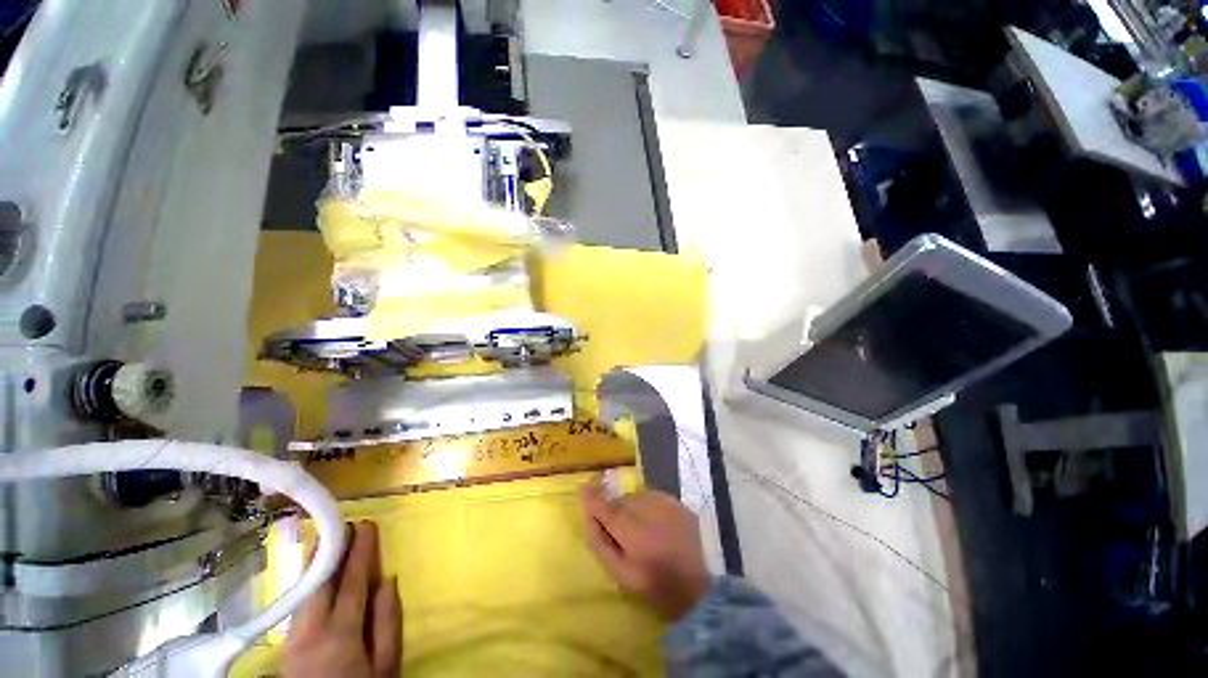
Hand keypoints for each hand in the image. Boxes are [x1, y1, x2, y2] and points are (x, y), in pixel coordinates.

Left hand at [284, 521, 401, 677]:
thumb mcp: (386, 664)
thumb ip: (387, 621)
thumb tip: (388, 579)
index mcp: (340, 634)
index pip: (351, 582)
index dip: (360, 551)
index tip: (367, 525)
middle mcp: (309, 631)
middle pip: (318, 582)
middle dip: (330, 551)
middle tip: (344, 525)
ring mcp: (291, 639)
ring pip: (303, 592)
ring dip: (315, 564)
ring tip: (326, 541)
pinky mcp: (283, 646)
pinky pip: (297, 605)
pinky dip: (307, 584)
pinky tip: (313, 575)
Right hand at [581, 482, 711, 619]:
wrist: (696, 587)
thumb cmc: (653, 584)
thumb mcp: (620, 572)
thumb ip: (600, 543)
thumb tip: (587, 515)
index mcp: (632, 532)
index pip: (607, 508)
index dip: (593, 497)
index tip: (583, 487)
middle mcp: (649, 510)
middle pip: (622, 501)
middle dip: (616, 510)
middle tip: (621, 530)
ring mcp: (666, 503)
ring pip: (638, 496)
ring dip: (633, 506)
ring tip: (641, 527)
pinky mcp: (678, 502)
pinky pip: (654, 495)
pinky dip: (649, 505)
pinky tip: (656, 522)